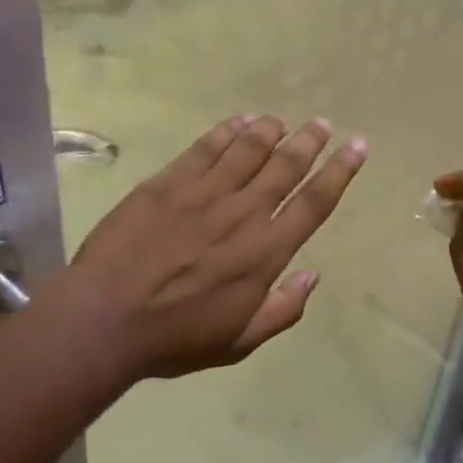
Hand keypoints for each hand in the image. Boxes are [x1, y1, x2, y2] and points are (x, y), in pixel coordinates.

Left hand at [64, 115, 366, 382]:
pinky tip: (237, 122)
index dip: (339, 172)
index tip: (356, 147)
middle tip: (322, 124)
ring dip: (270, 131)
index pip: (314, 203)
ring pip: (247, 150)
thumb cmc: (176, 338)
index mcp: (265, 253)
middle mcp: (242, 214)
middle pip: (285, 166)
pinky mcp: (167, 184)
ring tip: (282, 120)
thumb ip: (283, 309)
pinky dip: (225, 132)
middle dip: (309, 142)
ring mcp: (203, 194)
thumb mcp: (239, 342)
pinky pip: (204, 149)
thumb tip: (314, 276)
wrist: (105, 319)